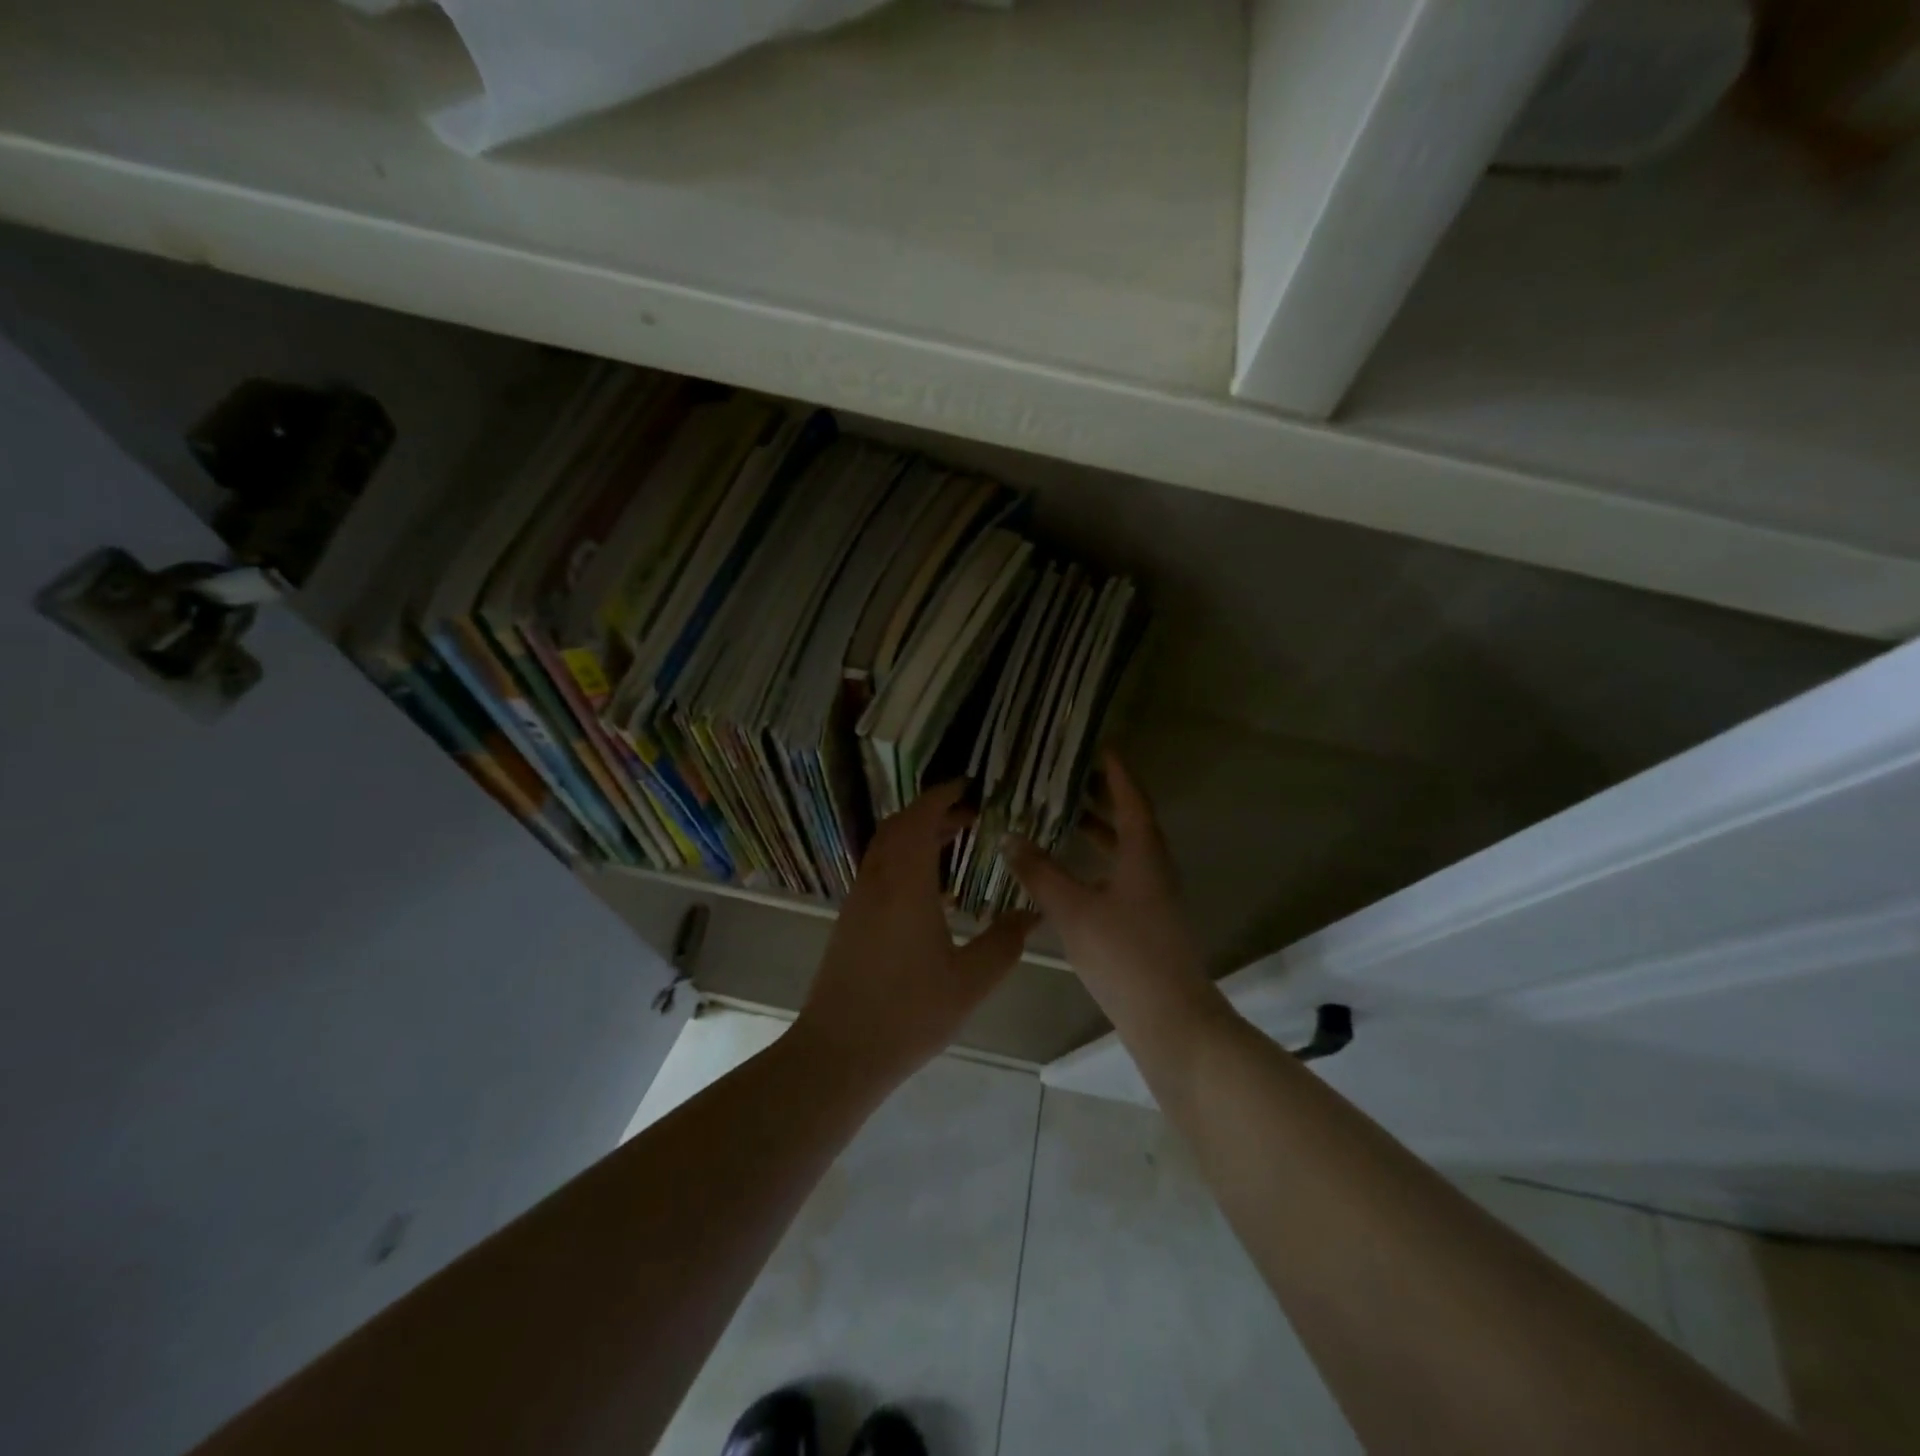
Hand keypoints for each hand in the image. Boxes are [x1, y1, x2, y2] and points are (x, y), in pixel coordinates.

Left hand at [796, 781, 1036, 1089]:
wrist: (839, 1051)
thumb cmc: (908, 1013)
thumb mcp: (969, 981)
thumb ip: (1004, 943)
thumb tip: (1031, 915)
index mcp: (905, 884)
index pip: (920, 819)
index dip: (942, 795)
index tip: (968, 784)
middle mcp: (877, 882)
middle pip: (899, 827)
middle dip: (932, 811)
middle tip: (969, 813)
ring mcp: (859, 900)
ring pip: (885, 848)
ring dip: (916, 835)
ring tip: (954, 842)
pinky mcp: (850, 920)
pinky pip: (878, 870)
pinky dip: (904, 859)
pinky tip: (930, 888)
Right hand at [1004, 752, 1210, 1013]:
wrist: (1170, 1018)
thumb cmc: (1123, 955)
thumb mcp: (1074, 910)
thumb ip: (1040, 873)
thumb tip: (1010, 837)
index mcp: (1143, 853)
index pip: (1130, 798)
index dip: (1115, 772)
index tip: (1098, 747)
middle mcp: (1154, 867)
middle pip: (1130, 820)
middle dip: (1102, 798)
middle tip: (1068, 778)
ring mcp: (1154, 895)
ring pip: (1125, 850)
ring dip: (1098, 831)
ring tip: (1062, 818)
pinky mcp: (1148, 919)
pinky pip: (1121, 874)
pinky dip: (1097, 862)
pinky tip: (1071, 874)